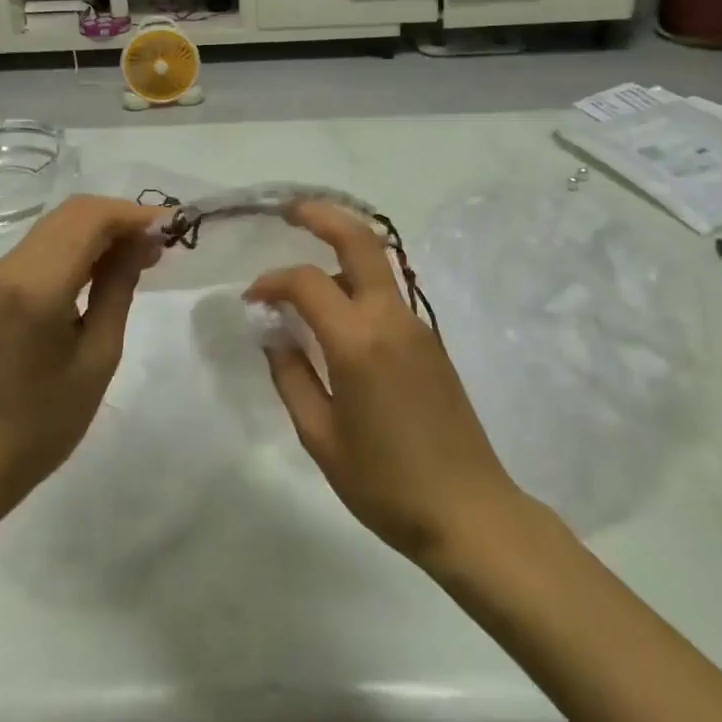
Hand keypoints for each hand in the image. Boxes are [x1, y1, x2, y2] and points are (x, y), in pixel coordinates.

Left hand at [0, 195, 163, 538]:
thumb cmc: (42, 422)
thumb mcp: (97, 358)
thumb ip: (118, 289)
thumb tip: (143, 243)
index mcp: (37, 285)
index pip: (91, 219)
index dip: (135, 216)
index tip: (173, 228)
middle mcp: (12, 265)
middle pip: (74, 212)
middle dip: (120, 218)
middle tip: (160, 244)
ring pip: (60, 223)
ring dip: (102, 229)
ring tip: (142, 255)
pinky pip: (47, 244)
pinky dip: (81, 244)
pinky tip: (107, 267)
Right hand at [247, 201, 523, 569]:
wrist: (470, 512)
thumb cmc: (385, 484)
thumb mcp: (320, 438)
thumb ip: (291, 376)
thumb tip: (274, 333)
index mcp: (358, 342)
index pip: (307, 283)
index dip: (272, 281)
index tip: (252, 299)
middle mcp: (390, 319)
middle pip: (360, 240)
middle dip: (322, 215)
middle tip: (289, 209)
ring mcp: (417, 325)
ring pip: (377, 263)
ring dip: (341, 249)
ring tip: (306, 265)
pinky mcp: (430, 340)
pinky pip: (387, 295)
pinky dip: (358, 284)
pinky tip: (338, 313)